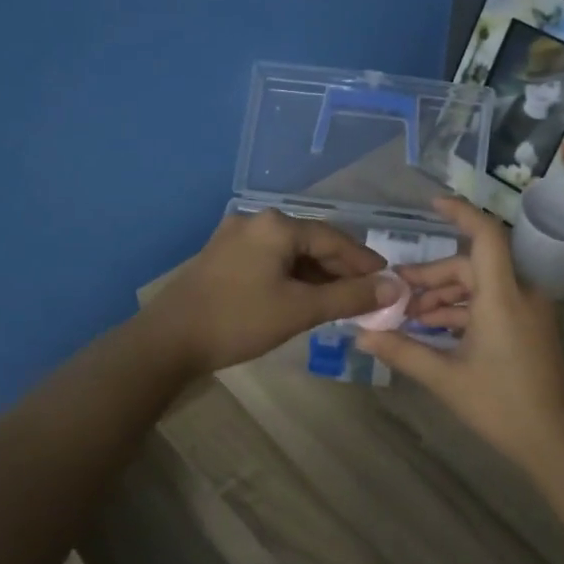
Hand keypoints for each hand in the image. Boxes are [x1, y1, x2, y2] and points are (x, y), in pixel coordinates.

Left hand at [145, 210, 394, 375]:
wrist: (168, 341)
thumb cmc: (239, 320)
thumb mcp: (301, 309)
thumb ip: (350, 297)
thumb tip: (395, 287)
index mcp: (276, 225)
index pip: (334, 239)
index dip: (364, 263)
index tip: (388, 282)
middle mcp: (256, 222)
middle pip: (312, 243)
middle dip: (341, 271)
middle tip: (367, 297)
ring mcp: (235, 238)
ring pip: (291, 254)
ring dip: (317, 276)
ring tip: (340, 302)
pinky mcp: (223, 257)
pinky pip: (270, 261)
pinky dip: (293, 278)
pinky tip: (304, 299)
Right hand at [359, 198, 563, 473]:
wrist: (559, 442)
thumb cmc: (502, 406)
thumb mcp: (446, 378)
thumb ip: (402, 351)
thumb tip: (361, 335)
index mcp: (503, 296)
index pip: (485, 236)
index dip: (460, 213)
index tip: (432, 205)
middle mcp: (520, 294)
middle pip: (471, 266)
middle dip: (431, 277)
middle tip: (395, 294)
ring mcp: (528, 312)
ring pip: (480, 286)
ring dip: (445, 297)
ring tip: (409, 317)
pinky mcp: (530, 328)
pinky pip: (493, 304)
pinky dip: (463, 311)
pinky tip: (434, 331)